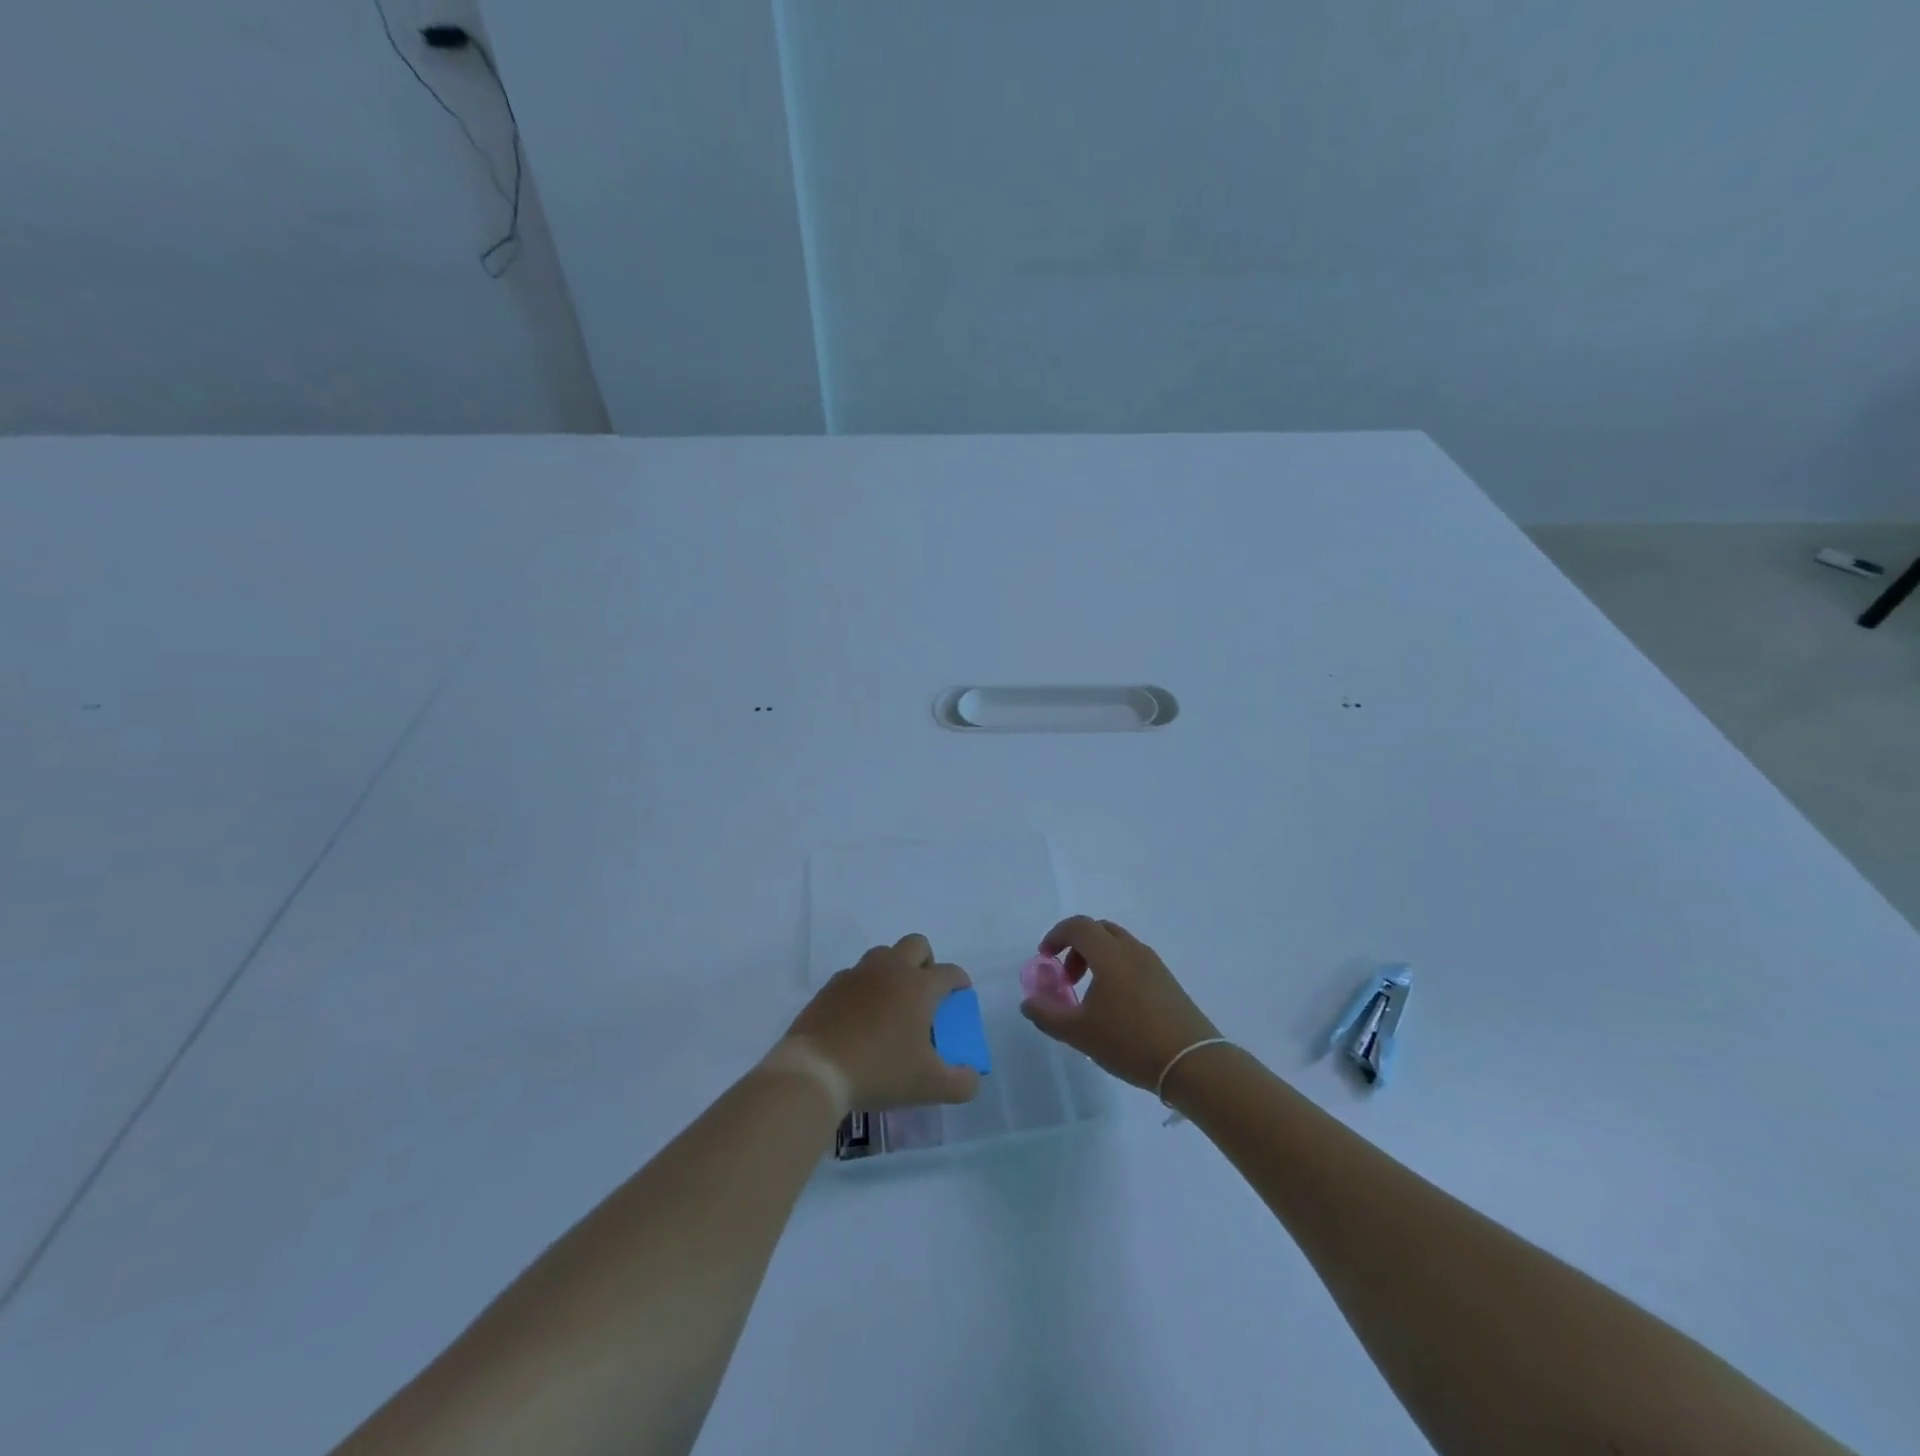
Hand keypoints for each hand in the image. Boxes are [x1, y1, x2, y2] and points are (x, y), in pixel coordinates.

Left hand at [779, 934, 980, 1111]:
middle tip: (926, 992)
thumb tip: (971, 1078)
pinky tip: (861, 1016)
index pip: (949, 972)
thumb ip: (961, 1083)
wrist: (816, 1070)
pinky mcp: (831, 986)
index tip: (961, 993)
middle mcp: (890, 970)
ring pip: (883, 955)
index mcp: (919, 986)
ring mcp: (857, 974)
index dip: (960, 981)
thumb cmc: (880, 1070)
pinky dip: (864, 988)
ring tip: (892, 1004)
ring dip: (894, 970)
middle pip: (916, 944)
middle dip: (927, 961)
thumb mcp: (930, 1086)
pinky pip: (855, 975)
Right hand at [1020, 916, 1220, 1091]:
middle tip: (1067, 978)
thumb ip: (1047, 1014)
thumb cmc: (1129, 1042)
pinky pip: (1133, 961)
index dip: (1055, 936)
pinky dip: (1116, 969)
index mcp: (1109, 953)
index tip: (1045, 959)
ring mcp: (1154, 964)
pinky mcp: (1168, 981)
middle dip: (1076, 947)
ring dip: (1097, 959)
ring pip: (1118, 945)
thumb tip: (1028, 1003)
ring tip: (1090, 996)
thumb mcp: (1079, 1033)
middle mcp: (1132, 949)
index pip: (1077, 926)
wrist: (1192, 1062)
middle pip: (1098, 930)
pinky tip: (1116, 1006)